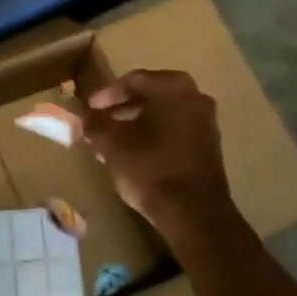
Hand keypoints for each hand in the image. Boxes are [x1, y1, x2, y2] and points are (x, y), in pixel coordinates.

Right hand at [83, 70, 236, 240]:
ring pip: (163, 113)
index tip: (89, 109)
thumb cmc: (150, 169)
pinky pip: (175, 129)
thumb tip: (86, 117)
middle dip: (121, 109)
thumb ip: (95, 125)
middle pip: (149, 95)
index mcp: (172, 87)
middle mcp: (194, 96)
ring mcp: (206, 120)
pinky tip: (135, 152)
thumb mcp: (112, 145)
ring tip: (112, 140)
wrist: (194, 214)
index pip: (131, 81)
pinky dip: (154, 134)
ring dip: (137, 123)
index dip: (106, 95)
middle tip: (100, 122)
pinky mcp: (209, 144)